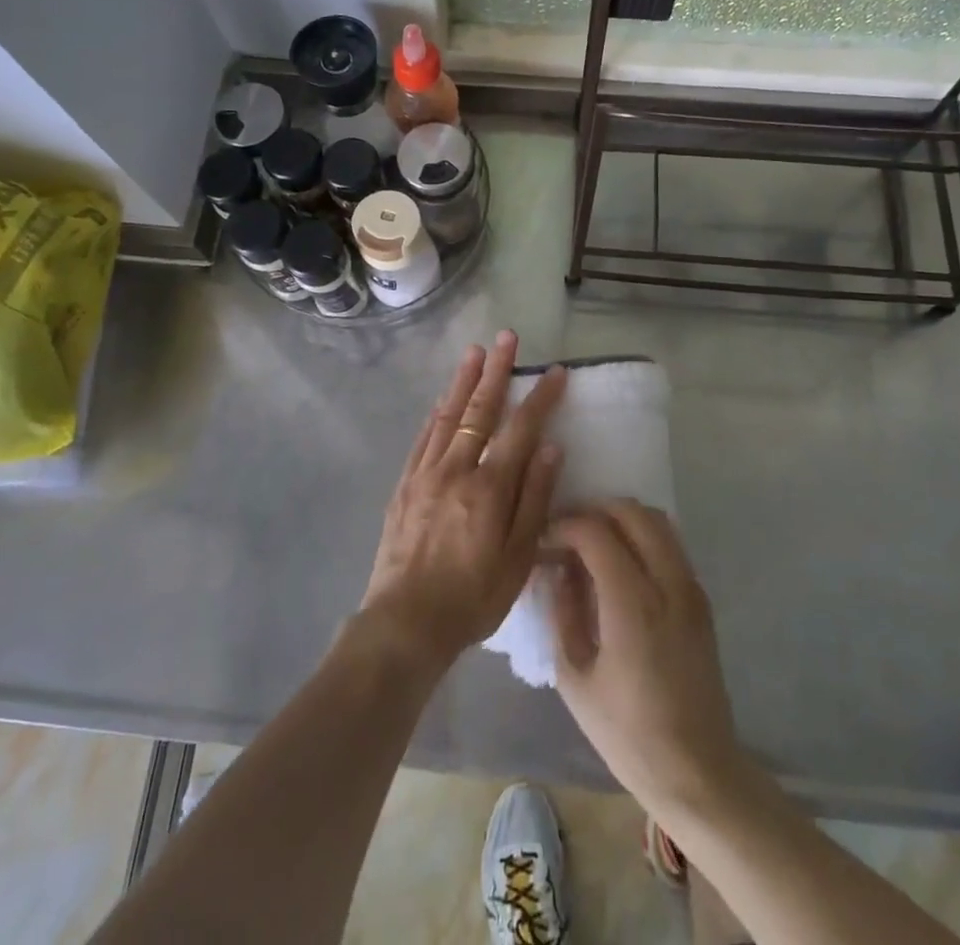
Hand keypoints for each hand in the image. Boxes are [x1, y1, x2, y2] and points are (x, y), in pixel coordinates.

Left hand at [360, 331, 566, 674]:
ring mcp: (425, 474)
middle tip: (507, 338)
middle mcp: (455, 469)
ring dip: (463, 382)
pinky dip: (436, 414)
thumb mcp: (518, 558)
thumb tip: (551, 448)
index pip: (520, 429)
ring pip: (447, 416)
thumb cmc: (472, 597)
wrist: (405, 622)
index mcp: (488, 487)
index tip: (555, 371)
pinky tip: (442, 400)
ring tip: (475, 353)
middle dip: (496, 371)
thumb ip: (534, 499)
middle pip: (479, 410)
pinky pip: (423, 438)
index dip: (540, 398)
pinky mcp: (404, 485)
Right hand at [548, 501, 747, 818]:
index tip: (544, 541)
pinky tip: (620, 565)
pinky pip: (670, 543)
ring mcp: (691, 588)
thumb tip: (557, 569)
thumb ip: (563, 612)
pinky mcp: (701, 599)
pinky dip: (642, 536)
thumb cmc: (628, 734)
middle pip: (631, 511)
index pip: (595, 532)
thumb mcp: (575, 678)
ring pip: (656, 520)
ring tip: (593, 543)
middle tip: (567, 534)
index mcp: (633, 604)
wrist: (697, 772)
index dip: (564, 526)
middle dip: (593, 511)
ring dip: (620, 519)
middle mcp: (668, 584)